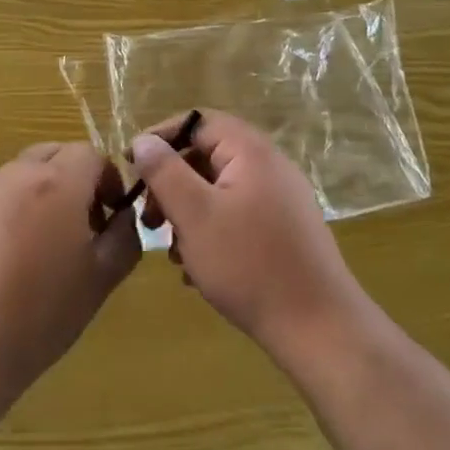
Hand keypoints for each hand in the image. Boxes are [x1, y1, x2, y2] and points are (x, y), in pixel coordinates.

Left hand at [0, 142, 138, 408]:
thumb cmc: (39, 315)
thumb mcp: (100, 281)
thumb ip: (124, 238)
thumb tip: (123, 216)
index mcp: (58, 182)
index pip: (91, 154)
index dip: (107, 179)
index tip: (109, 215)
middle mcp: (15, 174)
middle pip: (52, 155)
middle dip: (72, 180)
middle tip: (77, 227)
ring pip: (17, 177)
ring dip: (34, 197)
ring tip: (33, 249)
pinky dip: (0, 215)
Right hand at [131, 111, 368, 365]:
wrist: (319, 328)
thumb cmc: (248, 264)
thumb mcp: (194, 215)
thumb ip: (165, 172)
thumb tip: (143, 140)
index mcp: (251, 151)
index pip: (198, 122)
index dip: (161, 137)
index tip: (130, 165)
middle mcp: (270, 167)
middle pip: (207, 157)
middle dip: (171, 185)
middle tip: (149, 219)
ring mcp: (281, 200)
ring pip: (219, 191)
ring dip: (188, 214)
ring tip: (172, 252)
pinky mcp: (285, 231)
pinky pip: (237, 216)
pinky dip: (211, 233)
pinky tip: (197, 270)